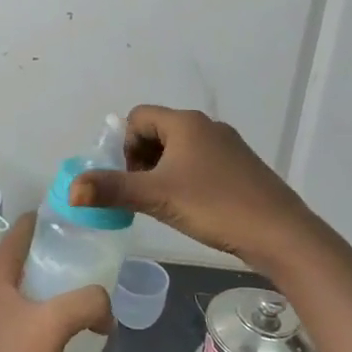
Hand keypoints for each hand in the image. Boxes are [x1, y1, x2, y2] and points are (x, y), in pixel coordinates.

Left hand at [0, 214, 112, 351]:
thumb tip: (107, 311)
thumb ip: (89, 303)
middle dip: (46, 254)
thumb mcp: (57, 323)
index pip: (20, 229)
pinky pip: (7, 308)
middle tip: (79, 260)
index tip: (74, 223)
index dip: (47, 221)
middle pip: (16, 255)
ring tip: (69, 292)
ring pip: (11, 283)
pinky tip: (48, 325)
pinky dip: (28, 306)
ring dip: (37, 283)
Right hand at [67, 105, 328, 268]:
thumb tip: (71, 189)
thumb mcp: (156, 198)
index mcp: (185, 123)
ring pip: (180, 149)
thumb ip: (111, 190)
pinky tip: (194, 208)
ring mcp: (228, 146)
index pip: (137, 118)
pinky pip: (201, 163)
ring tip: (167, 203)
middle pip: (157, 132)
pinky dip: (187, 179)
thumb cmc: (214, 206)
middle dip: (142, 160)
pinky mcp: (241, 167)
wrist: (280, 234)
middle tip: (145, 194)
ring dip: (163, 171)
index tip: (132, 179)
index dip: (125, 146)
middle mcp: (207, 126)